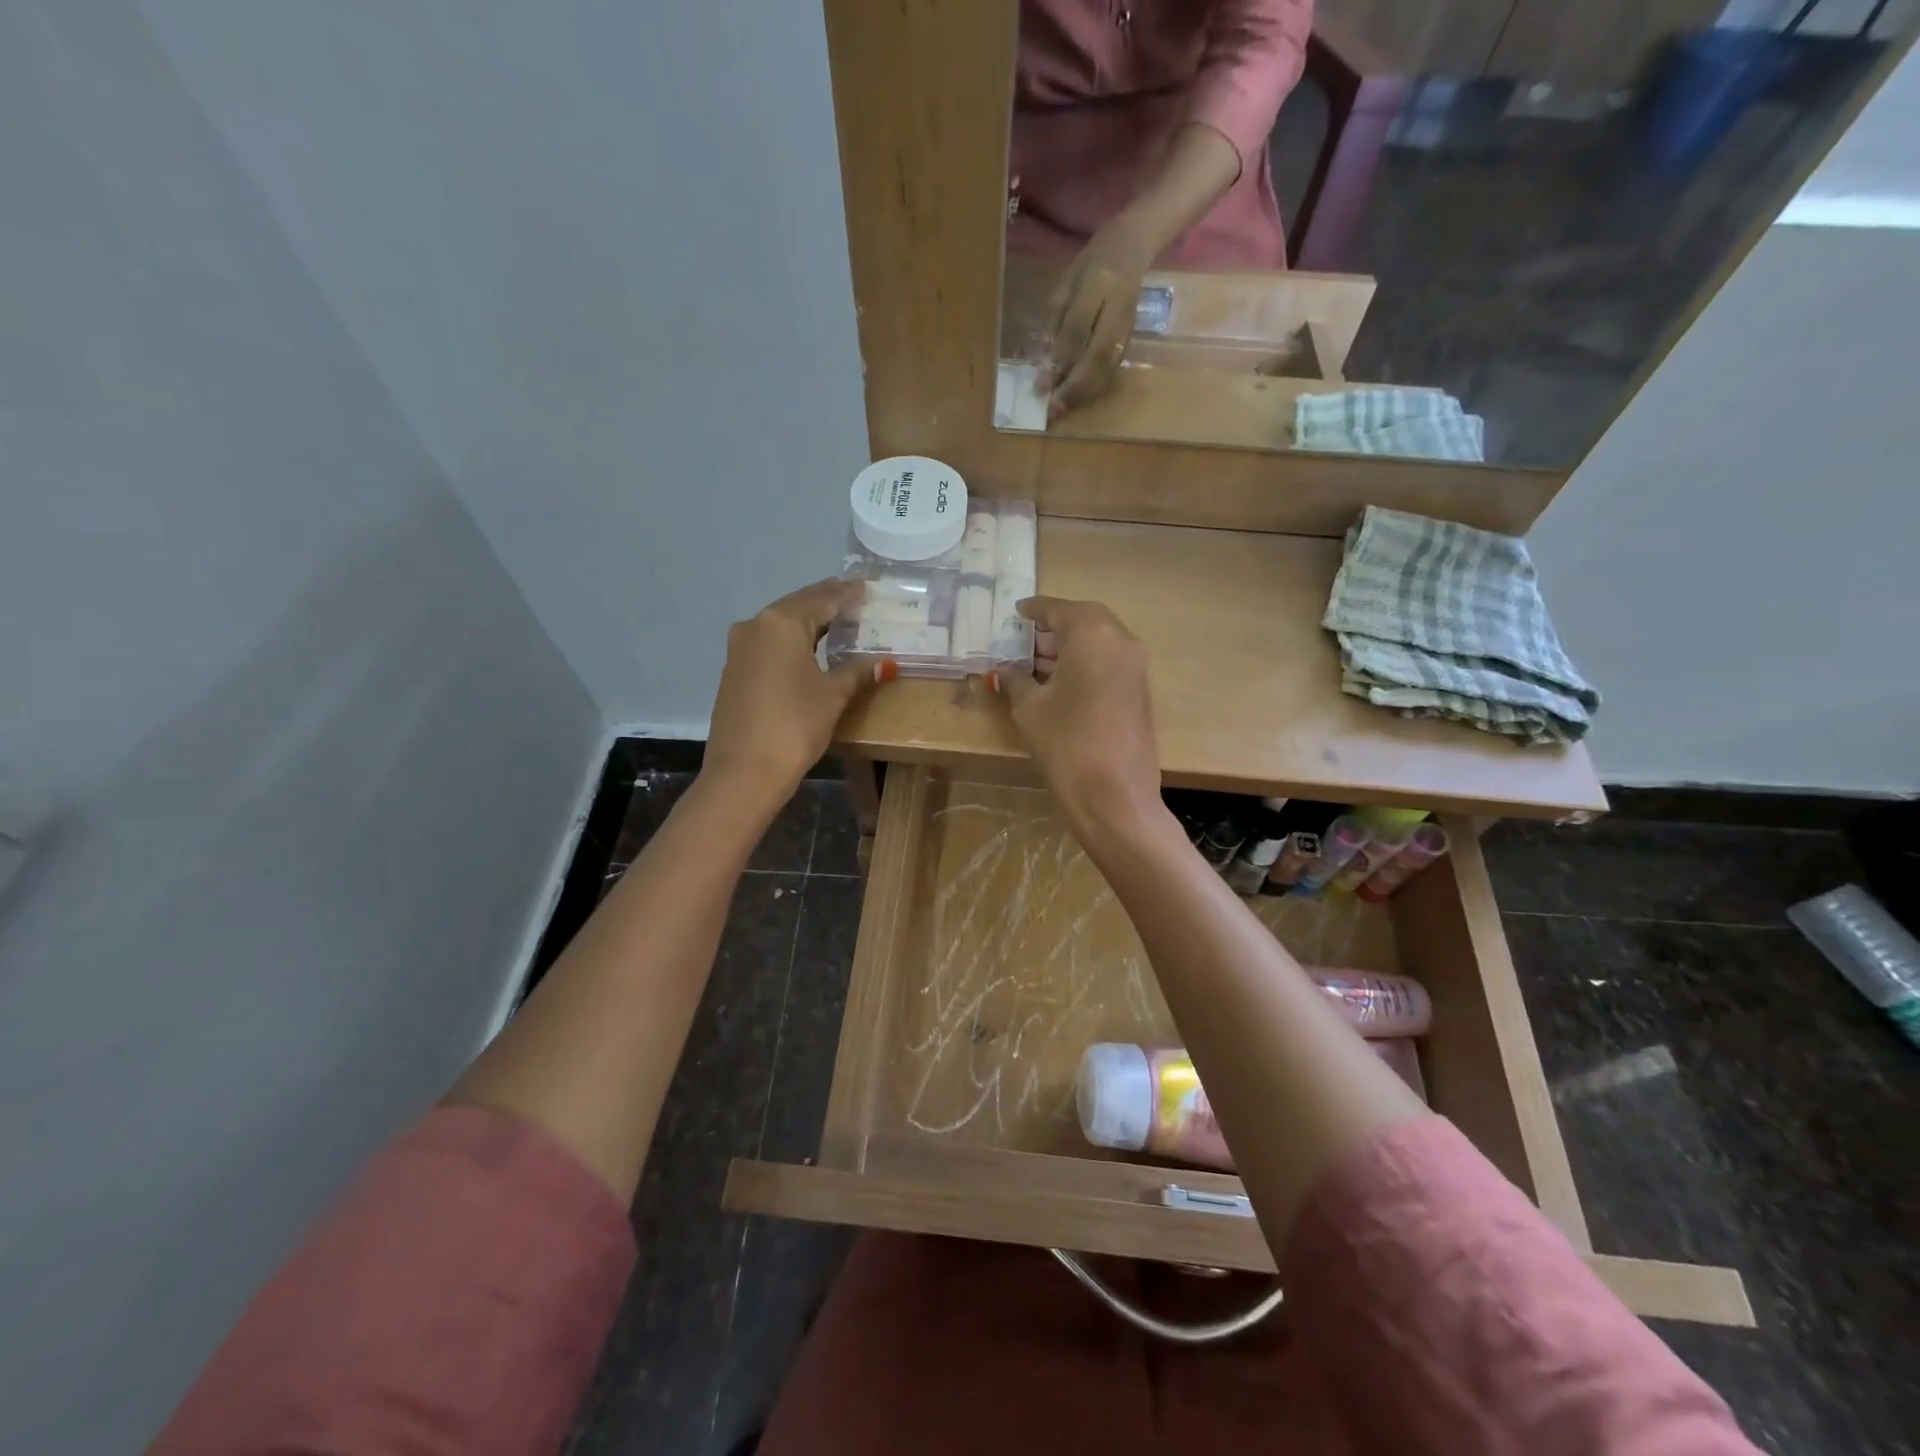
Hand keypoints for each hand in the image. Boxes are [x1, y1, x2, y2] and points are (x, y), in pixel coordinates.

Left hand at [704, 580, 870, 812]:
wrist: (743, 772)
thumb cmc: (794, 726)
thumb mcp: (832, 695)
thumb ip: (857, 672)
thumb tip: (885, 664)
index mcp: (782, 623)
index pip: (822, 599)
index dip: (847, 595)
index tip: (867, 589)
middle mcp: (756, 626)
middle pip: (798, 606)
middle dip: (826, 602)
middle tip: (855, 600)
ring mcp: (740, 649)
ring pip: (781, 624)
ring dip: (808, 621)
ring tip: (837, 621)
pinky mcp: (735, 672)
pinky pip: (769, 644)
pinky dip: (792, 640)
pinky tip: (809, 649)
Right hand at [998, 597, 1162, 834]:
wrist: (1115, 796)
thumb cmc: (1066, 744)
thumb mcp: (1030, 709)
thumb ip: (1016, 680)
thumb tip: (1004, 671)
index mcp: (1092, 634)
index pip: (1059, 609)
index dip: (1034, 610)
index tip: (1016, 612)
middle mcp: (1121, 640)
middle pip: (1083, 621)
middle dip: (1052, 629)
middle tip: (1023, 642)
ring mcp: (1136, 666)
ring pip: (1098, 642)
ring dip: (1069, 648)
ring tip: (1035, 664)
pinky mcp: (1140, 690)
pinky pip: (1109, 662)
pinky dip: (1085, 663)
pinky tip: (1060, 682)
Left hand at [1045, 215, 1155, 417]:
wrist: (1135, 244)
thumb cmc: (1092, 262)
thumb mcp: (1066, 283)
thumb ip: (1054, 322)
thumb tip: (1042, 365)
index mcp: (1099, 285)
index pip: (1076, 330)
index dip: (1057, 362)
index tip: (1039, 388)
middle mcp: (1118, 308)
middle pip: (1097, 357)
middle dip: (1073, 387)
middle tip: (1052, 409)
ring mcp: (1128, 325)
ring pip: (1108, 367)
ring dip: (1084, 393)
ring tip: (1062, 409)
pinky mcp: (1131, 337)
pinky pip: (1113, 368)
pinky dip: (1095, 387)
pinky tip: (1078, 398)